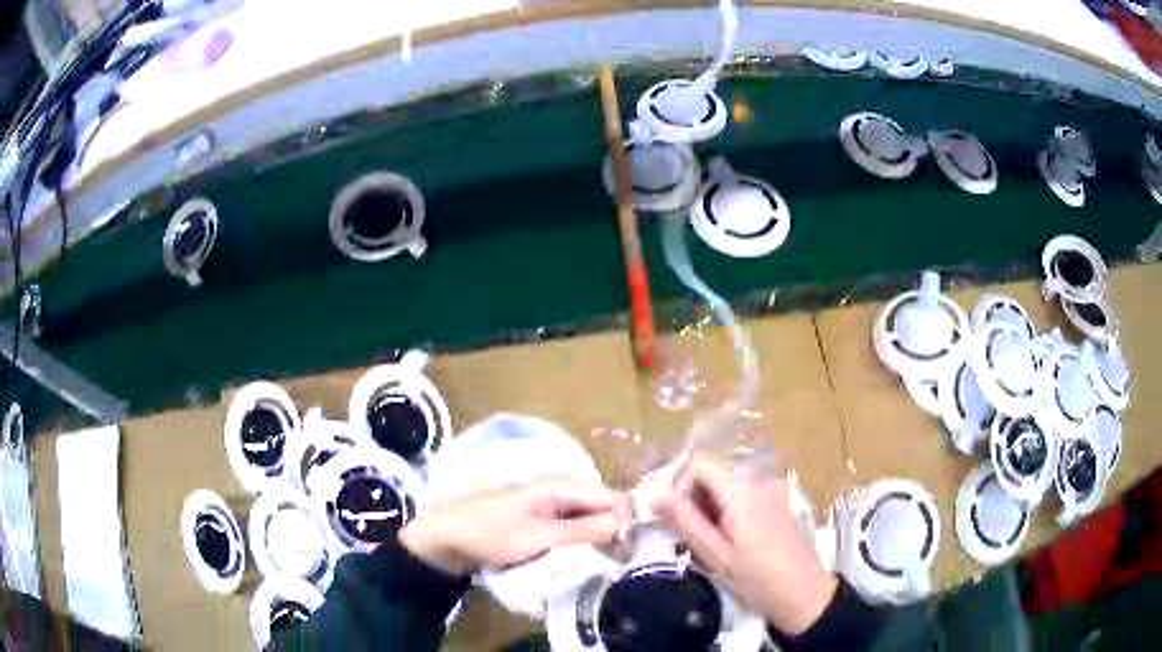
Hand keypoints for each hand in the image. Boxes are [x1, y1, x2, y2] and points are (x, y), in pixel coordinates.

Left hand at [400, 479, 630, 576]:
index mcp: (560, 486)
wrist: (447, 538)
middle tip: (623, 559)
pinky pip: (573, 526)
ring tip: (610, 561)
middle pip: (601, 506)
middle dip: (616, 529)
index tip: (634, 548)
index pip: (610, 496)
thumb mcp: (538, 536)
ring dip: (601, 536)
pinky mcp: (543, 521)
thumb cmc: (491, 534)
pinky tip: (589, 557)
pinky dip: (584, 540)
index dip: (626, 519)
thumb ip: (582, 530)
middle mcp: (560, 491)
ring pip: (589, 517)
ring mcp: (550, 506)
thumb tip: (625, 522)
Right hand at [654, 454, 836, 635]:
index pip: (700, 462)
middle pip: (714, 469)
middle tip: (690, 530)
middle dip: (695, 494)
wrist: (802, 592)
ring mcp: (772, 485)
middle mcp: (759, 478)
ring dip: (711, 500)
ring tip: (710, 536)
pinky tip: (730, 533)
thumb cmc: (757, 579)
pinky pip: (743, 487)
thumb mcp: (715, 555)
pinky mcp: (778, 495)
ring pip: (727, 479)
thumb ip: (686, 521)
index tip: (673, 513)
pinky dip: (728, 503)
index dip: (680, 483)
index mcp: (742, 491)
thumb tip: (656, 495)